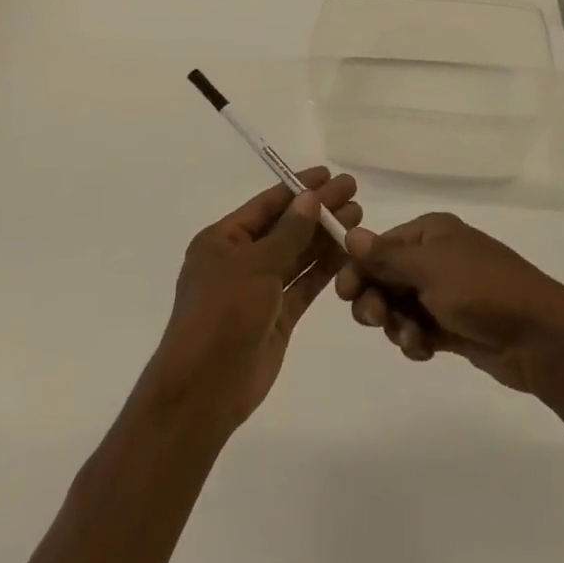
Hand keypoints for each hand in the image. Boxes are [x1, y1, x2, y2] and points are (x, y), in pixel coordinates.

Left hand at [141, 168, 359, 430]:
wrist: (205, 388)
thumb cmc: (222, 313)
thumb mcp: (254, 265)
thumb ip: (288, 232)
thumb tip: (311, 198)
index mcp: (222, 240)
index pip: (266, 205)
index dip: (298, 188)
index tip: (330, 174)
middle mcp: (240, 260)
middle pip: (286, 228)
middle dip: (318, 211)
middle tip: (354, 193)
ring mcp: (259, 289)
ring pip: (297, 255)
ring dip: (325, 237)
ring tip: (358, 217)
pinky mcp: (277, 316)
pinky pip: (303, 285)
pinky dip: (324, 269)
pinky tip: (348, 252)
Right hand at [335, 213, 563, 394]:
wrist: (540, 337)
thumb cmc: (482, 291)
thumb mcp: (430, 269)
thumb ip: (386, 256)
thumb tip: (349, 233)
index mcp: (431, 233)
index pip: (379, 246)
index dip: (358, 268)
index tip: (344, 294)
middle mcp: (436, 258)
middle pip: (385, 277)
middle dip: (376, 300)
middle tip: (377, 320)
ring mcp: (446, 292)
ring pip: (399, 307)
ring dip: (396, 324)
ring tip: (412, 339)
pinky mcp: (454, 325)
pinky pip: (418, 329)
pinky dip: (415, 341)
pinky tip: (424, 351)